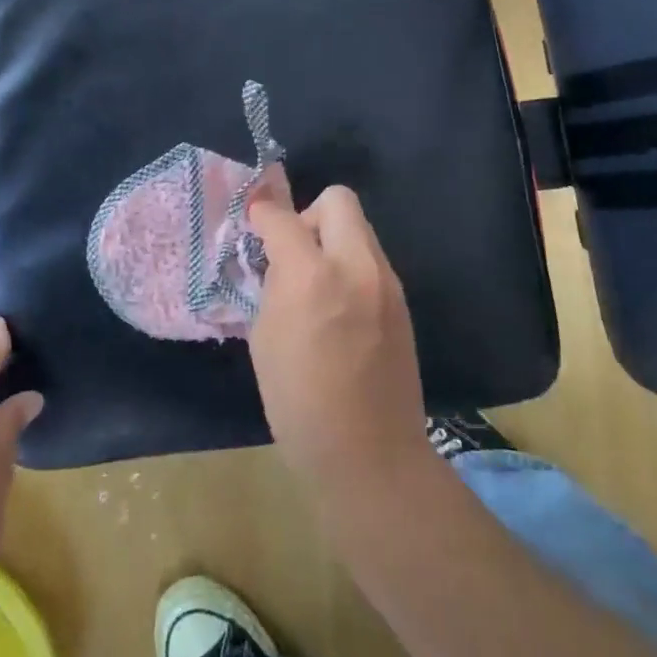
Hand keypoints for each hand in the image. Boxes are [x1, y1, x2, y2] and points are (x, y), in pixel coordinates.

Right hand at [248, 187, 432, 501]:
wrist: (370, 456)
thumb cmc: (299, 404)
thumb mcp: (265, 339)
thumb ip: (274, 286)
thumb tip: (278, 259)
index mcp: (312, 277)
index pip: (283, 218)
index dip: (263, 213)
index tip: (254, 219)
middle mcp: (356, 266)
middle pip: (338, 200)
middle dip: (309, 214)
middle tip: (294, 254)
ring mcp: (386, 281)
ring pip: (359, 228)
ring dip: (332, 240)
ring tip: (316, 285)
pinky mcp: (401, 300)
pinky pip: (371, 259)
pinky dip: (350, 266)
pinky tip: (339, 308)